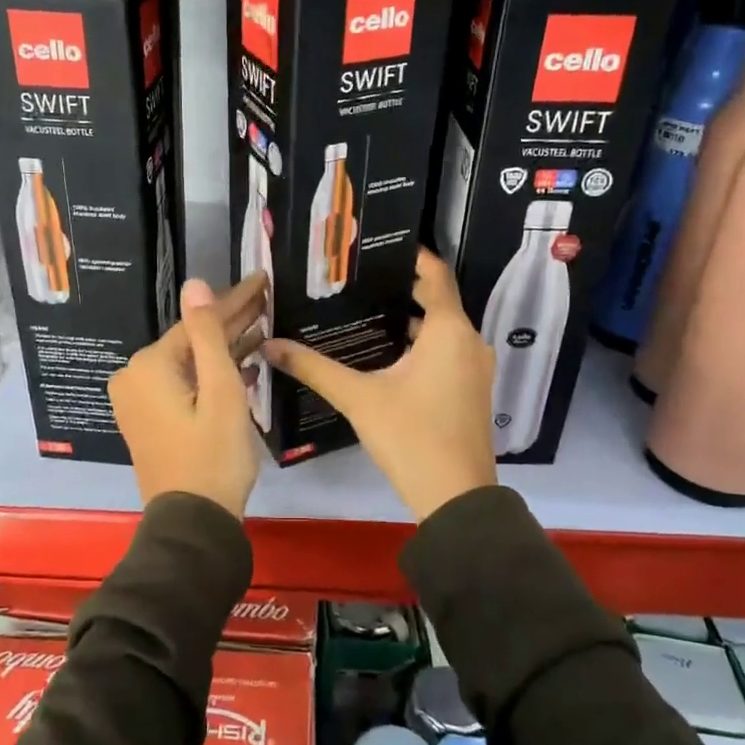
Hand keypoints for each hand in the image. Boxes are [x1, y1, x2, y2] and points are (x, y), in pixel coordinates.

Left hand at [109, 272, 267, 517]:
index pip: (198, 321)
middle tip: (267, 299)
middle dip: (231, 321)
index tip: (263, 280)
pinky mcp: (148, 418)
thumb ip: (208, 334)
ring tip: (262, 327)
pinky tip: (244, 366)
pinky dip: (210, 375)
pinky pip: (182, 383)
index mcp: (149, 365)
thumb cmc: (214, 455)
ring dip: (225, 348)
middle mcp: (134, 376)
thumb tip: (194, 284)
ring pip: (189, 362)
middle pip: (191, 340)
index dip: (235, 301)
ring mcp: (138, 399)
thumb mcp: (221, 391)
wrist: (193, 523)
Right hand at [264, 249, 498, 519]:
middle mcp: (469, 341)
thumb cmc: (411, 436)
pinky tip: (384, 353)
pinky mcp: (471, 390)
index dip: (410, 256)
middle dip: (400, 288)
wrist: (456, 498)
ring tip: (363, 310)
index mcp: (449, 330)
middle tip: (357, 280)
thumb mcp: (358, 398)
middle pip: (436, 300)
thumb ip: (314, 368)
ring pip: (441, 329)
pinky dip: (420, 344)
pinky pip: (446, 351)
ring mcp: (474, 368)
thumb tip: (270, 344)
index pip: (435, 274)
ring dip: (409, 319)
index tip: (377, 247)